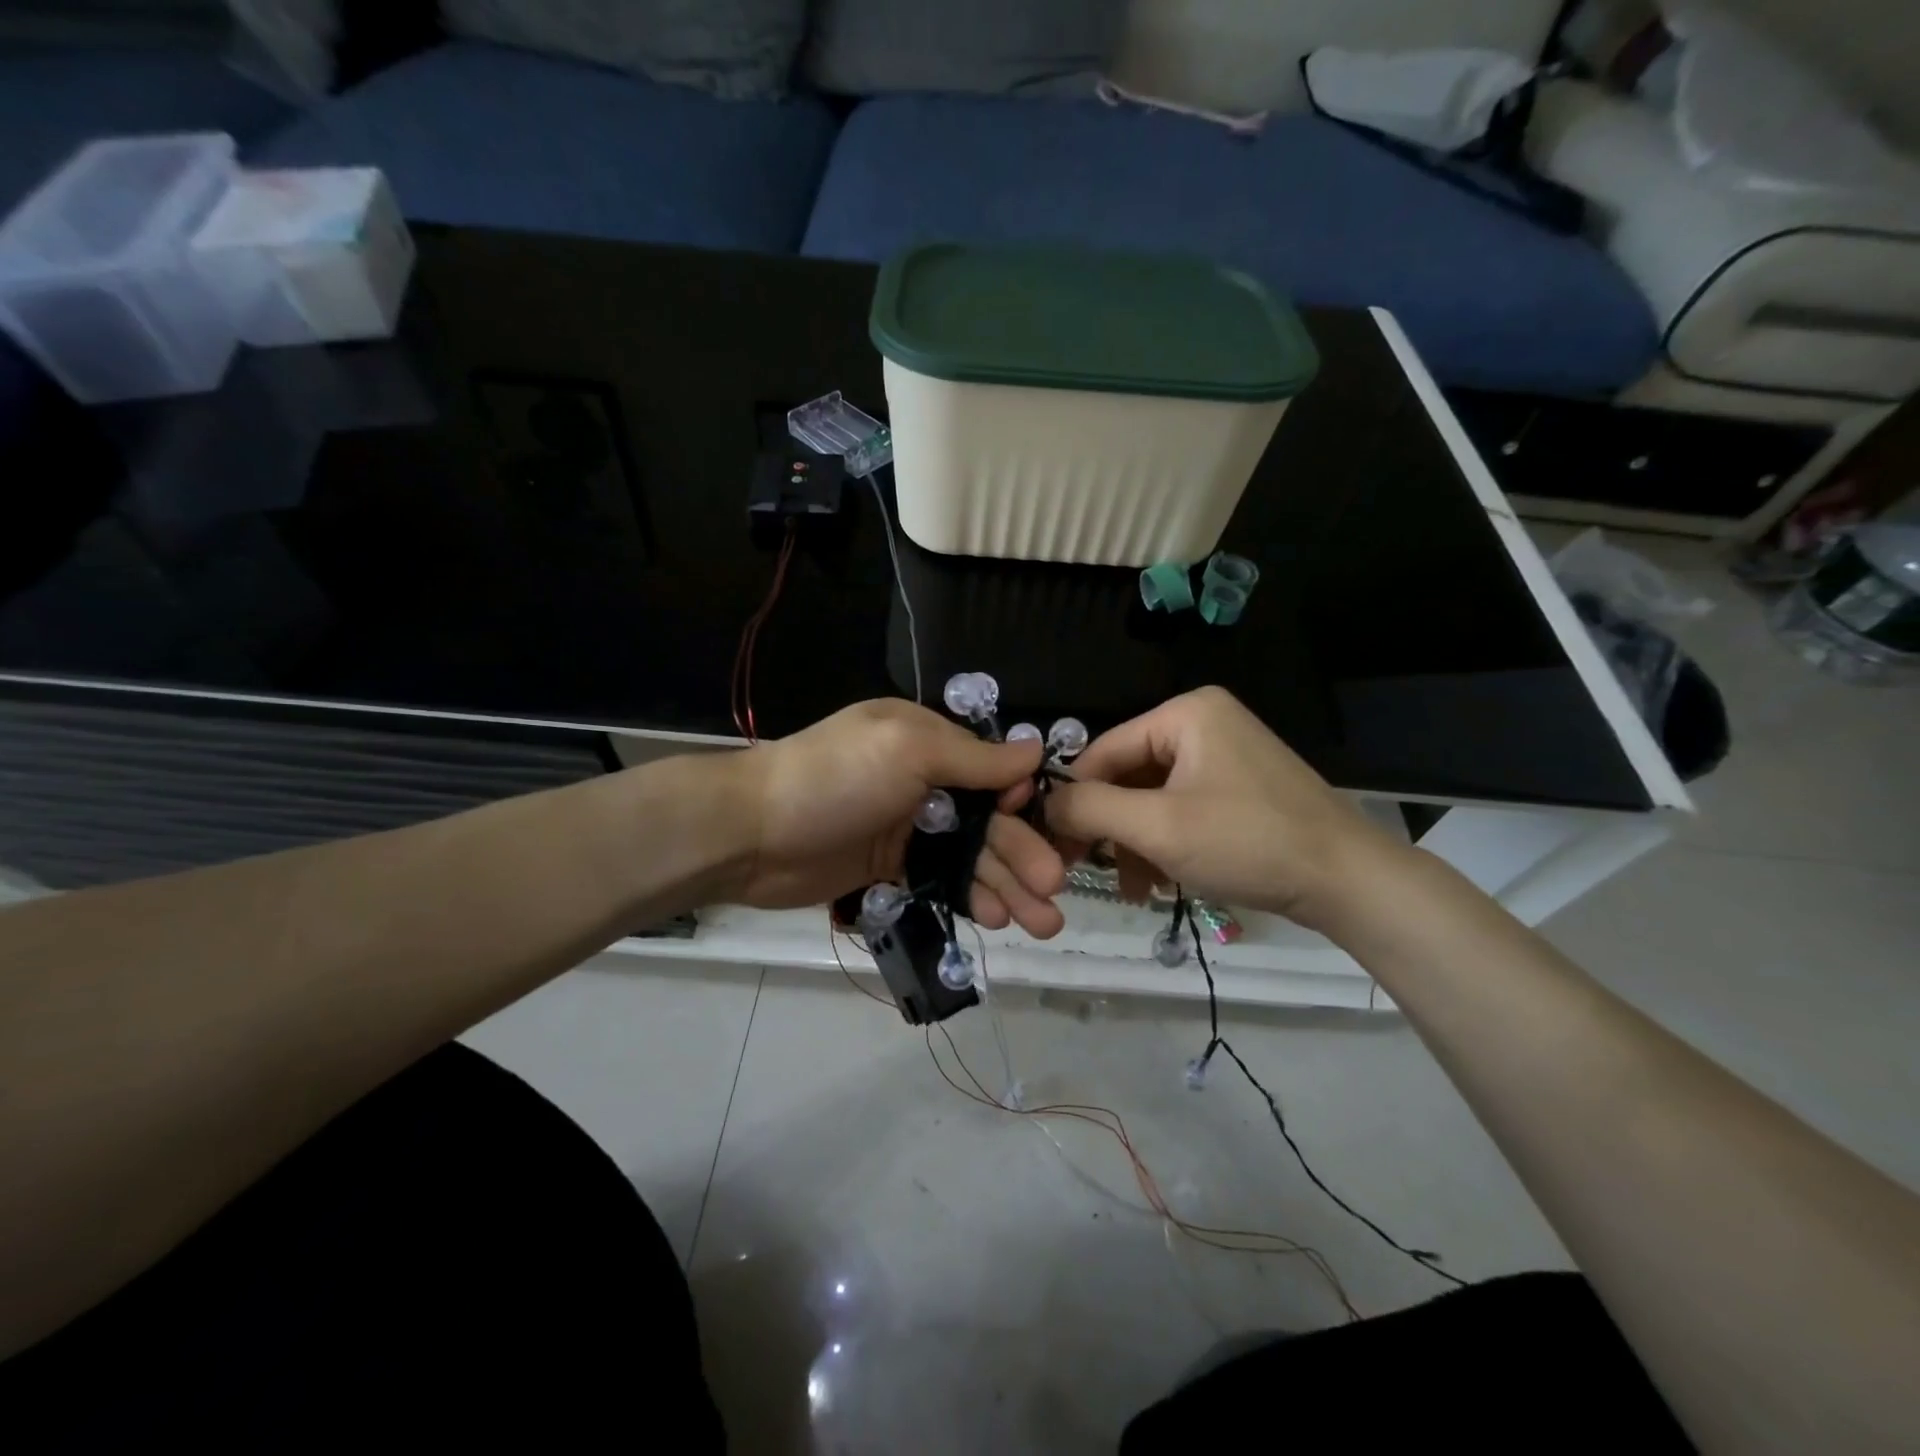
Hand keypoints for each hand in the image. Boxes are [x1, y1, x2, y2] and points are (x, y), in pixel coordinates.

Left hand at [728, 699, 1067, 937]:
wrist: (753, 834)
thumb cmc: (836, 779)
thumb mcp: (908, 751)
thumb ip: (973, 757)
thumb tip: (1035, 747)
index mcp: (926, 741)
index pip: (991, 769)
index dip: (1020, 801)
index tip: (1047, 829)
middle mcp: (921, 780)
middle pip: (986, 820)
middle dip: (1022, 853)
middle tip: (1054, 891)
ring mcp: (905, 828)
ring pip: (968, 856)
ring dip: (1005, 884)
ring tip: (1042, 922)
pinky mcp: (889, 868)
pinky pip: (940, 881)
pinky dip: (969, 897)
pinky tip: (994, 917)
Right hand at [1043, 687, 1402, 932]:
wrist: (1347, 881)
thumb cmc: (1246, 842)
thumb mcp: (1157, 827)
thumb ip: (1090, 809)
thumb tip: (1045, 803)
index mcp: (1185, 713)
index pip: (1104, 750)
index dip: (1075, 798)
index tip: (1054, 845)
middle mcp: (1203, 723)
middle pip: (1128, 775)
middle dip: (1111, 828)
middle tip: (1089, 871)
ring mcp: (1225, 755)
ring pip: (1152, 797)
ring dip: (1135, 842)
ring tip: (1133, 888)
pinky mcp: (1238, 788)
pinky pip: (1181, 808)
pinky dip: (1164, 843)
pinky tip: (1158, 881)